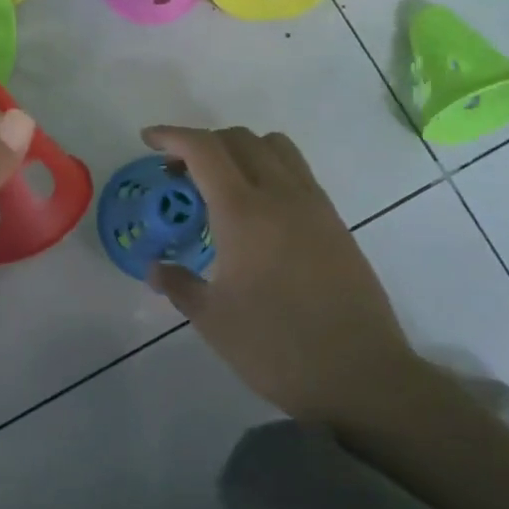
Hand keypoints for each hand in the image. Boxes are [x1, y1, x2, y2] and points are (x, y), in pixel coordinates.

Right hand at [143, 125, 411, 421]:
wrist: (361, 373)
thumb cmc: (277, 347)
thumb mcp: (214, 320)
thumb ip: (179, 285)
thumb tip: (156, 268)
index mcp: (243, 212)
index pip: (204, 149)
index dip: (172, 135)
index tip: (148, 139)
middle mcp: (280, 194)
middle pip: (238, 138)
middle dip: (202, 144)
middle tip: (179, 174)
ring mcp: (313, 204)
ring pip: (274, 147)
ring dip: (239, 149)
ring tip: (220, 183)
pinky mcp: (334, 220)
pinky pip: (296, 171)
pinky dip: (268, 167)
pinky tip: (257, 209)